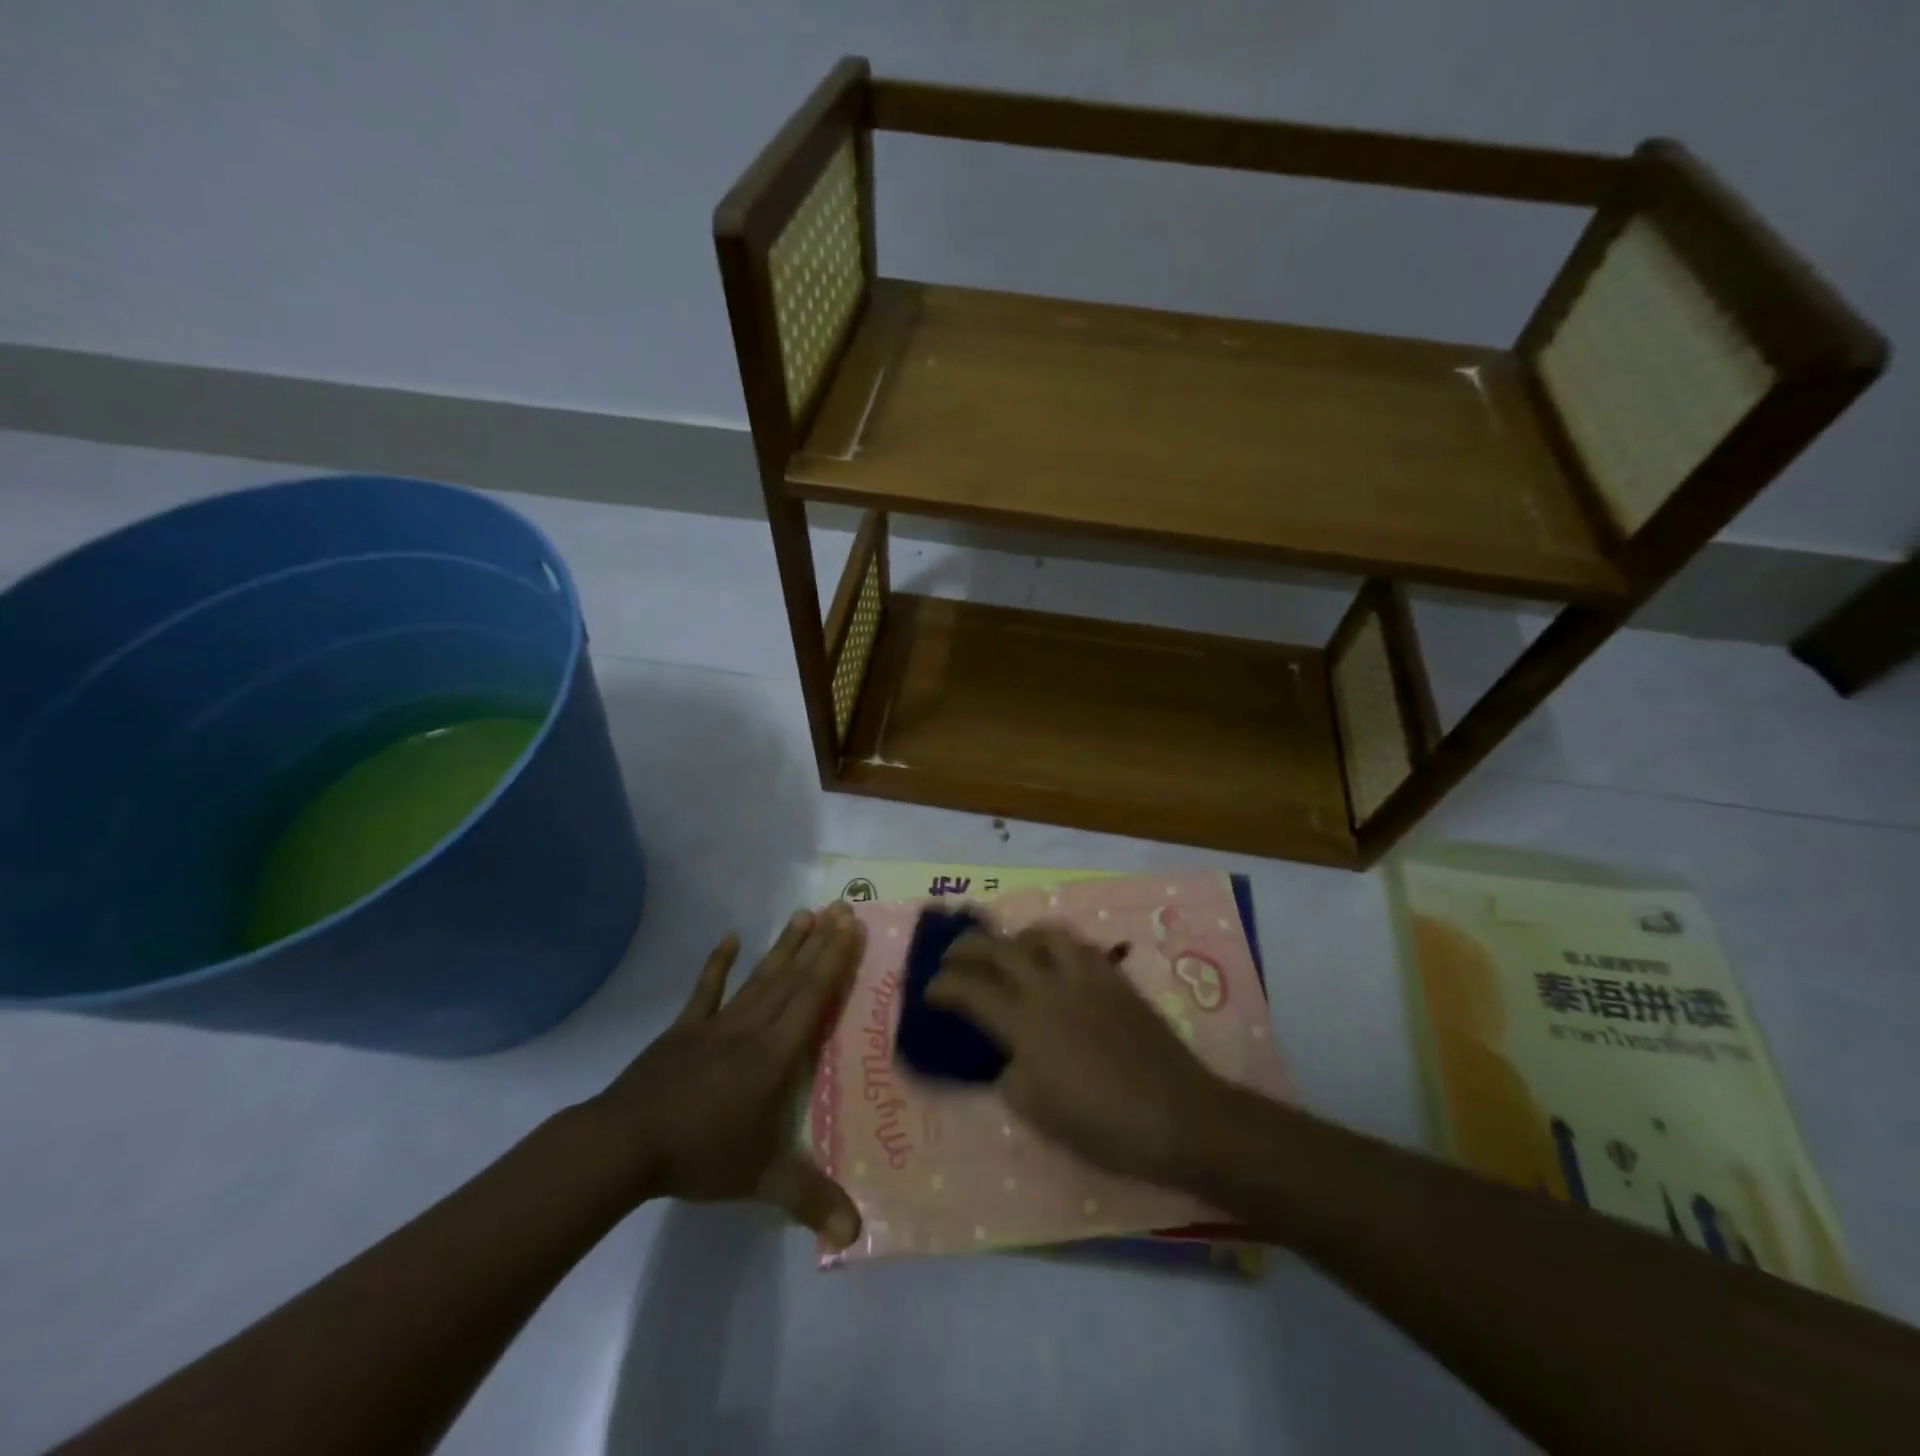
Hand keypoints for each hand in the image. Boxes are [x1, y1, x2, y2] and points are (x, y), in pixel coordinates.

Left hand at [585, 904, 865, 1248]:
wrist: (625, 1145)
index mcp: (775, 1054)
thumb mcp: (760, 1180)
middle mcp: (752, 1028)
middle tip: (842, 907)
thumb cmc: (700, 1154)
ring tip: (804, 913)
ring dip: (784, 945)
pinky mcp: (684, 1030)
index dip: (835, 961)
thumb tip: (855, 1236)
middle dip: (820, 942)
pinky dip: (718, 963)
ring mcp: (716, 1025)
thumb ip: (809, 1200)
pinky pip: (706, 990)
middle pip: (792, 977)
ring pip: (759, 976)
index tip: (851, 927)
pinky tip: (730, 937)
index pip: (813, 998)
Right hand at [929, 924, 1231, 1185]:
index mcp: (1025, 1023)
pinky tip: (1056, 963)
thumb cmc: (1102, 1125)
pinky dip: (1056, 945)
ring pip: (1043, 934)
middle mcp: (1050, 987)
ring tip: (1009, 951)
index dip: (943, 987)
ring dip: (1016, 938)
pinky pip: (1079, 945)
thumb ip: (1010, 1074)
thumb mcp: (1037, 1112)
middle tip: (953, 957)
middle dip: (967, 948)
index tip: (929, 991)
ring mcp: (1086, 977)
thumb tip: (1006, 1055)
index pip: (970, 990)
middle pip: (999, 948)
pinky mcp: (1115, 978)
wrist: (1178, 1115)